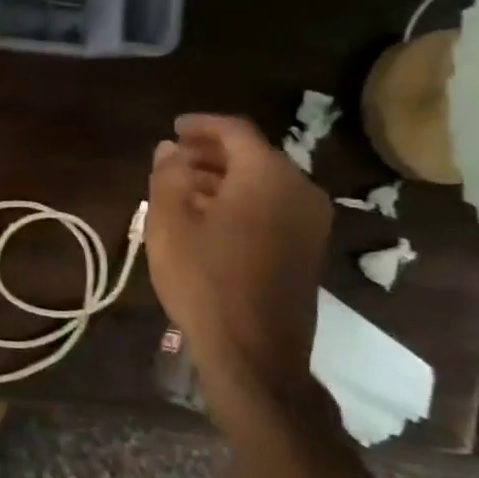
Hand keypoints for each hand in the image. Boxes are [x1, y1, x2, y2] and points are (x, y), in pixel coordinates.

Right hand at [145, 114, 330, 392]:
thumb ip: (168, 176)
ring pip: (263, 181)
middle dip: (210, 153)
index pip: (235, 131)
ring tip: (183, 188)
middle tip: (173, 159)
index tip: (172, 128)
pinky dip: (241, 200)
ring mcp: (310, 221)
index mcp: (268, 175)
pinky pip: (273, 206)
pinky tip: (209, 217)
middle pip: (253, 154)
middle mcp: (299, 189)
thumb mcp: (170, 224)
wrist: (254, 352)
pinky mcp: (309, 248)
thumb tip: (171, 149)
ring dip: (223, 178)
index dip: (201, 125)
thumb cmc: (205, 281)